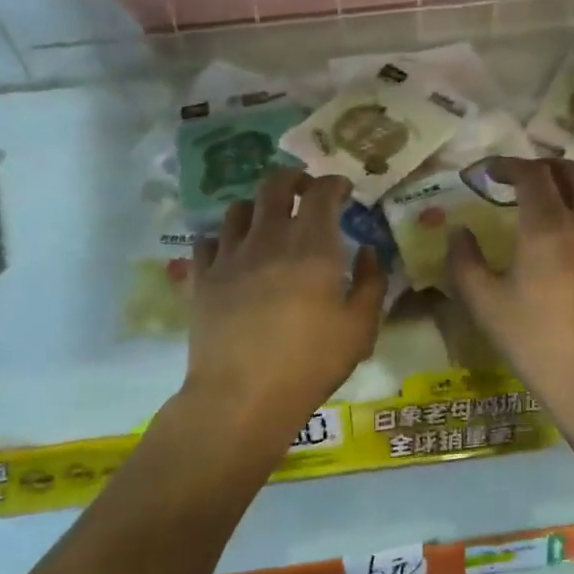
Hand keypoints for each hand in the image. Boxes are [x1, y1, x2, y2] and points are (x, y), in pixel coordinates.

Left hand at [184, 169, 386, 437]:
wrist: (242, 396)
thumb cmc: (310, 363)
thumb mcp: (360, 329)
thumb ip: (371, 283)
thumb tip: (367, 252)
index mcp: (313, 246)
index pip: (321, 192)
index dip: (334, 183)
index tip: (343, 190)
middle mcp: (269, 238)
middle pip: (274, 185)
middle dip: (293, 178)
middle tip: (304, 188)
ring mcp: (230, 255)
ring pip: (238, 208)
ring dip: (257, 205)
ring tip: (266, 219)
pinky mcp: (203, 277)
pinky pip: (208, 240)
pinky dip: (223, 237)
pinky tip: (231, 251)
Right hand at [447, 158, 573, 417]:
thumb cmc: (535, 342)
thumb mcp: (484, 304)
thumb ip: (465, 261)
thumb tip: (459, 231)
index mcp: (546, 227)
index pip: (531, 174)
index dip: (508, 165)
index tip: (488, 173)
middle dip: (546, 166)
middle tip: (524, 178)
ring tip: (564, 193)